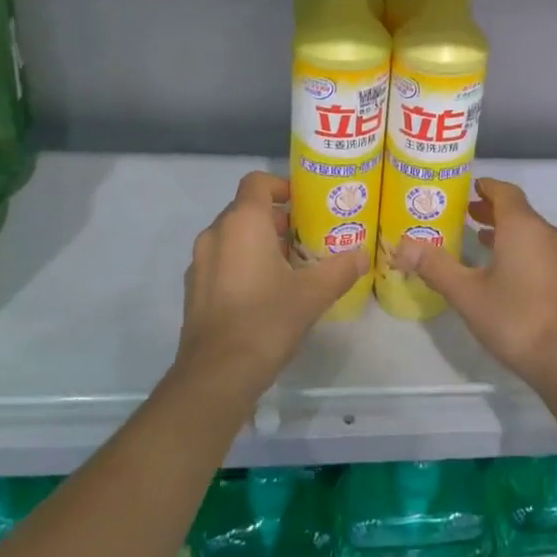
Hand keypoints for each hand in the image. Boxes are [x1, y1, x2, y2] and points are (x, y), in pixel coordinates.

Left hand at [177, 172, 365, 400]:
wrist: (217, 374)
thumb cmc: (267, 319)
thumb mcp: (314, 293)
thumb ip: (341, 269)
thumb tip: (362, 255)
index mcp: (242, 223)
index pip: (257, 182)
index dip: (282, 185)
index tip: (305, 203)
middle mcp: (215, 234)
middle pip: (247, 210)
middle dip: (277, 220)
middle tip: (307, 239)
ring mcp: (199, 263)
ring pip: (233, 237)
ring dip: (260, 243)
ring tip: (290, 268)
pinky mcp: (193, 290)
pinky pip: (221, 262)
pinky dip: (242, 264)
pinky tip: (265, 293)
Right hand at [397, 178, 556, 388]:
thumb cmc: (516, 317)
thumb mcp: (467, 293)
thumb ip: (435, 266)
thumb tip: (402, 245)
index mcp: (523, 226)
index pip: (505, 191)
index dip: (485, 186)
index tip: (464, 189)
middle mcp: (545, 232)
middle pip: (517, 209)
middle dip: (490, 208)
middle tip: (462, 214)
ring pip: (529, 230)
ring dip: (504, 229)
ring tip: (477, 238)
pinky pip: (538, 248)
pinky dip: (518, 247)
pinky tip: (502, 270)